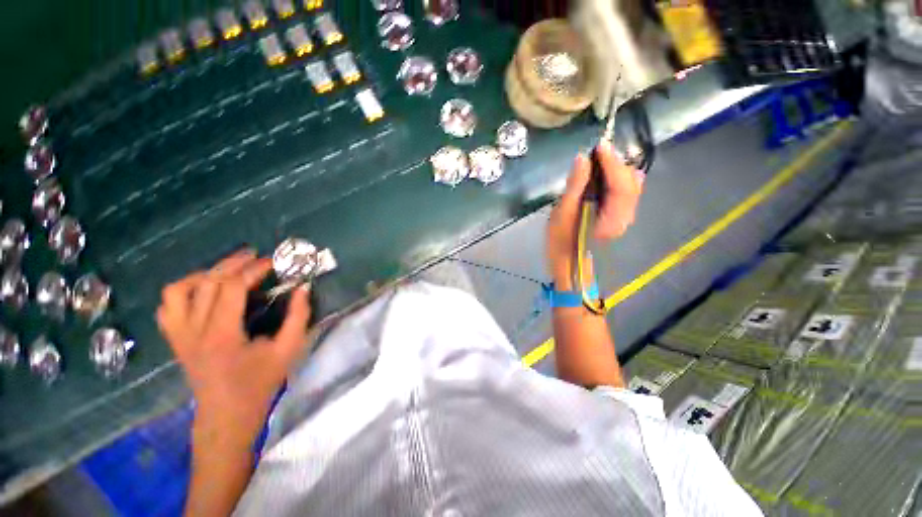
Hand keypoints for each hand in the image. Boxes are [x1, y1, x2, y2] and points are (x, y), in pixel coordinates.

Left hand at [157, 250, 311, 441]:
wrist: (227, 415)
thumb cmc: (260, 383)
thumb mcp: (288, 350)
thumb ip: (299, 316)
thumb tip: (303, 288)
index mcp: (222, 334)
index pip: (231, 288)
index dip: (252, 270)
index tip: (272, 263)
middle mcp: (194, 331)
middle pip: (207, 283)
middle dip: (232, 264)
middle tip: (254, 257)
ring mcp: (179, 336)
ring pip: (178, 290)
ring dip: (204, 274)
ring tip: (227, 272)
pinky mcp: (175, 340)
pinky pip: (167, 307)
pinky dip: (183, 291)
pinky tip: (204, 292)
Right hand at [547, 141, 643, 289]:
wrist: (566, 261)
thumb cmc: (560, 241)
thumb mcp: (562, 213)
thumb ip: (575, 186)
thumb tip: (582, 158)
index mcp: (611, 220)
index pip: (620, 185)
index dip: (611, 163)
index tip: (599, 145)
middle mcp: (624, 218)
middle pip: (629, 184)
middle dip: (615, 165)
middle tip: (596, 152)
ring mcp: (623, 217)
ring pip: (629, 187)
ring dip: (616, 171)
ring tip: (598, 161)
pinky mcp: (618, 216)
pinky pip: (624, 193)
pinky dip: (616, 180)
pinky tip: (604, 174)